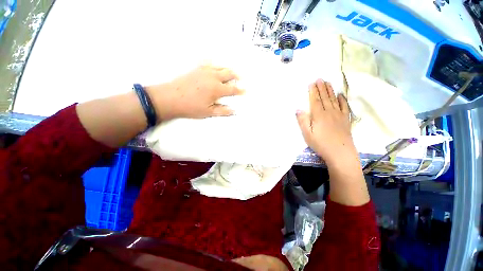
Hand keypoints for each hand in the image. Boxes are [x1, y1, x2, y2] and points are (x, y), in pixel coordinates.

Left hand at [146, 65, 243, 121]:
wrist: (170, 98)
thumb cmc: (190, 107)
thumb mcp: (208, 112)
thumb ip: (223, 111)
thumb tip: (234, 111)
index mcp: (217, 89)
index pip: (232, 89)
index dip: (240, 90)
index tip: (245, 91)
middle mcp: (213, 77)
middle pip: (229, 74)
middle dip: (237, 76)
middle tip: (241, 78)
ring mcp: (204, 71)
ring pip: (220, 67)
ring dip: (228, 69)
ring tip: (232, 72)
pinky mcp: (196, 68)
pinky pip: (208, 62)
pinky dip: (214, 63)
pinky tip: (215, 64)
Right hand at [296, 79, 356, 165]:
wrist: (340, 152)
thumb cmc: (321, 144)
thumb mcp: (307, 134)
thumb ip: (302, 121)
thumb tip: (298, 109)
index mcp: (319, 115)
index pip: (315, 100)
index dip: (313, 91)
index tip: (312, 83)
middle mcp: (329, 112)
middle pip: (325, 98)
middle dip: (321, 88)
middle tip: (320, 79)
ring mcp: (339, 115)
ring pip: (334, 100)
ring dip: (330, 91)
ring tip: (328, 83)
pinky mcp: (346, 120)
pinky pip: (344, 107)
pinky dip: (342, 100)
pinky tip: (340, 95)